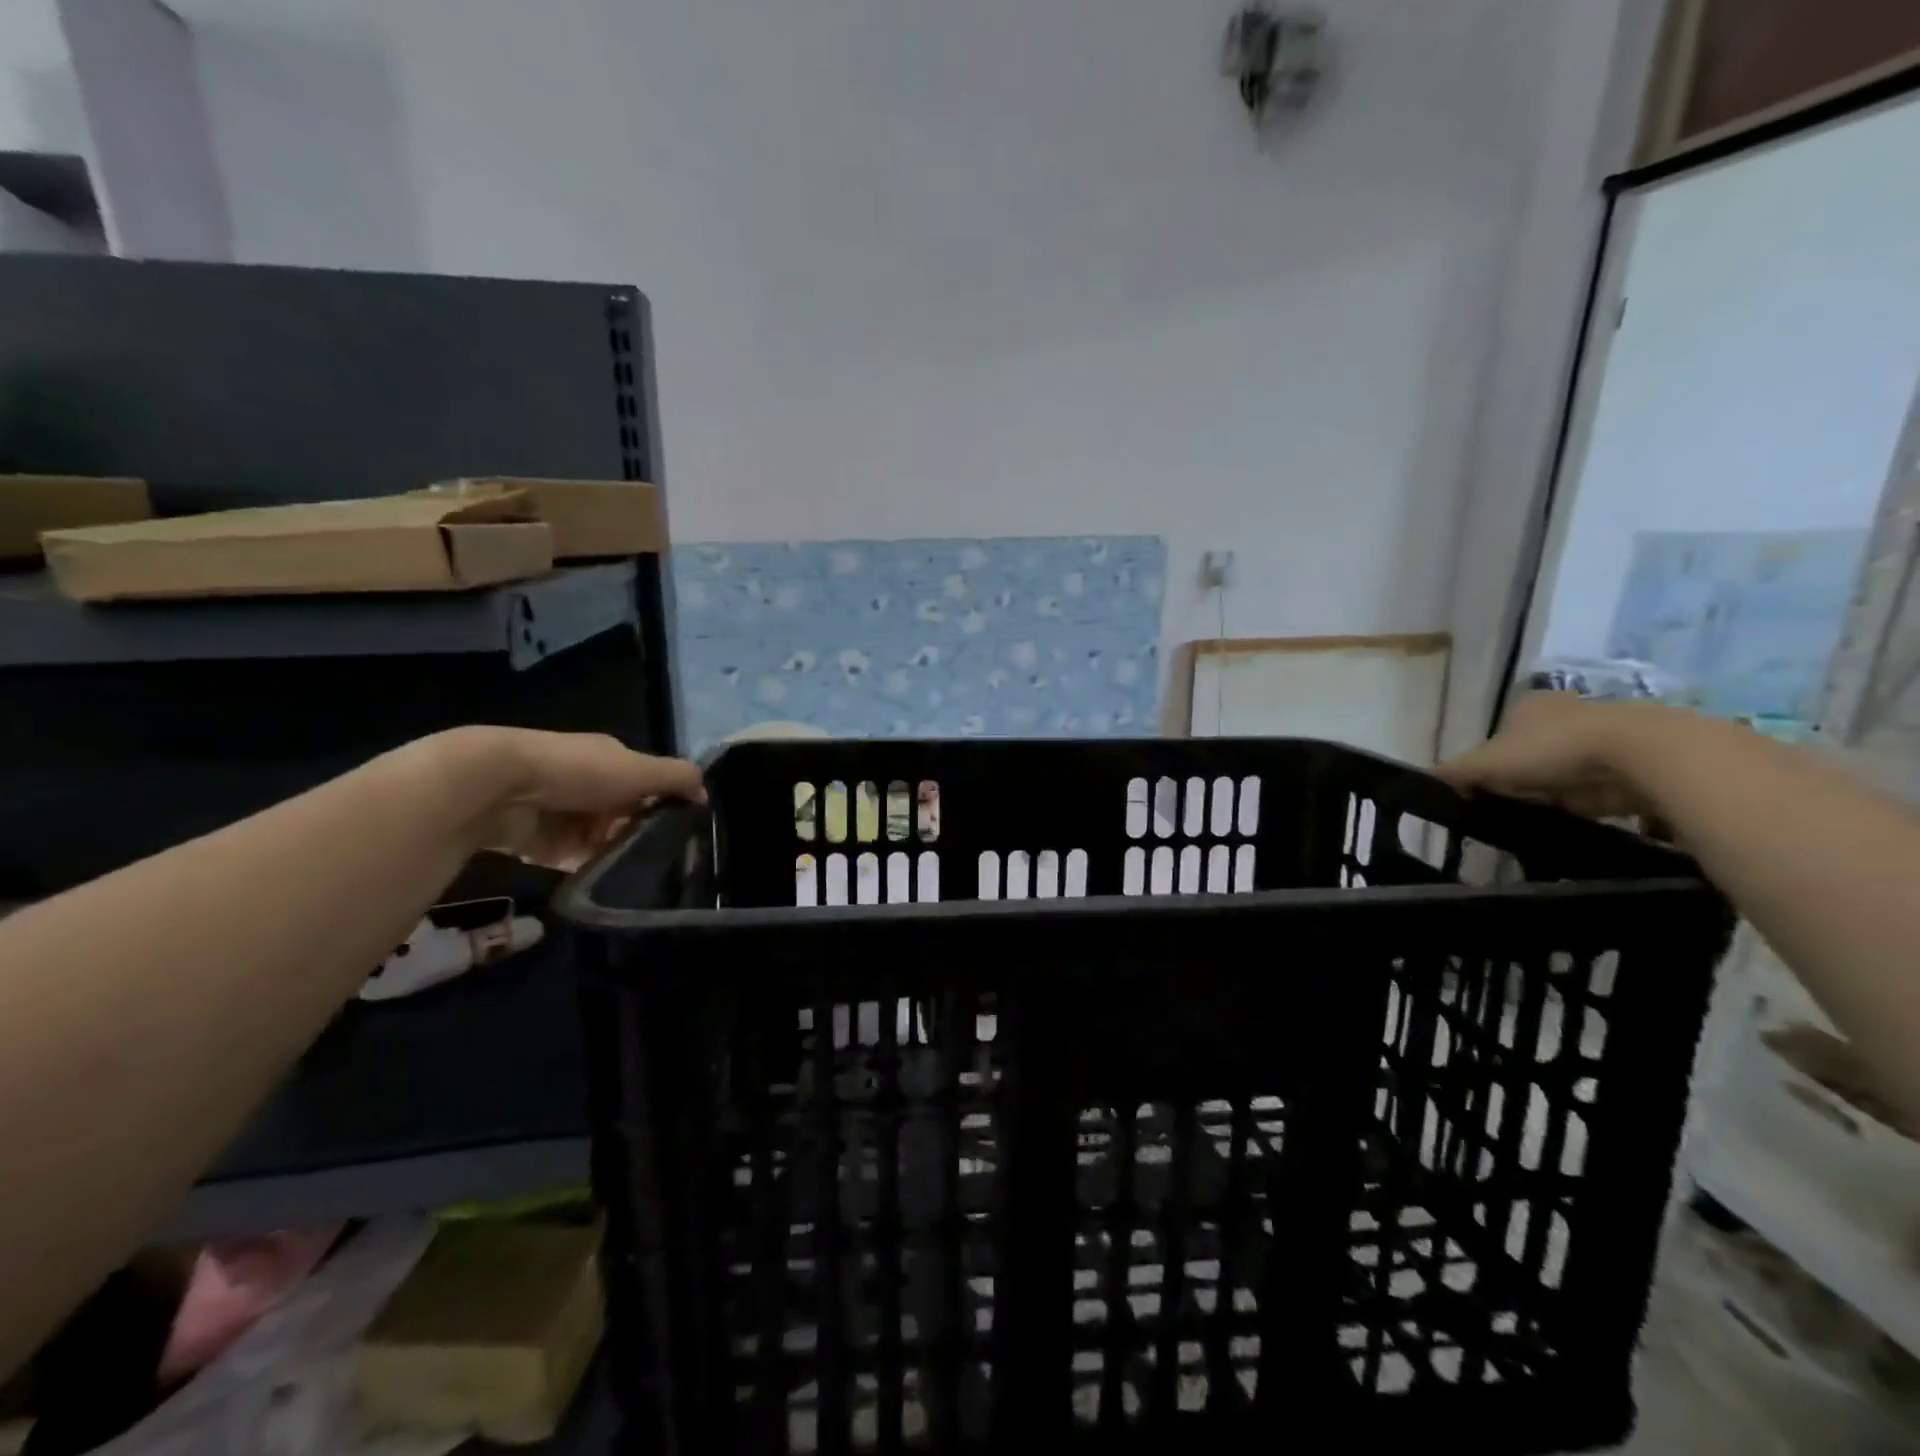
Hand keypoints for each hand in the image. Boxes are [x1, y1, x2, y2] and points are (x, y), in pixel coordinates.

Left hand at [436, 727, 704, 870]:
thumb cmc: (579, 771)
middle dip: (644, 833)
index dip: (668, 802)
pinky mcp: (545, 847)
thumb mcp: (639, 769)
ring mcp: (567, 817)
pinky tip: (611, 881)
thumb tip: (706, 793)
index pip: (649, 783)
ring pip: (606, 841)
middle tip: (667, 858)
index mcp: (612, 761)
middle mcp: (591, 786)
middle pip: (629, 815)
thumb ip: (677, 777)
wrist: (501, 789)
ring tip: (644, 875)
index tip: (686, 828)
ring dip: (620, 854)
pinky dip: (592, 870)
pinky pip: (578, 862)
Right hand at [1437, 693, 1657, 820]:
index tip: (1488, 790)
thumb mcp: (1488, 762)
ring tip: (1544, 820)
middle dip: (1524, 780)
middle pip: (1533, 754)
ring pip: (1566, 772)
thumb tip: (1426, 779)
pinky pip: (1599, 789)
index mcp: (1530, 706)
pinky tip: (1578, 821)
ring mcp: (1603, 738)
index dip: (1491, 763)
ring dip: (1557, 795)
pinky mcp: (1634, 764)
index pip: (1500, 736)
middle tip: (1512, 808)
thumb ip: (1456, 771)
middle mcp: (1566, 714)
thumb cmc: (1552, 749)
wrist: (1640, 755)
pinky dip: (1588, 805)